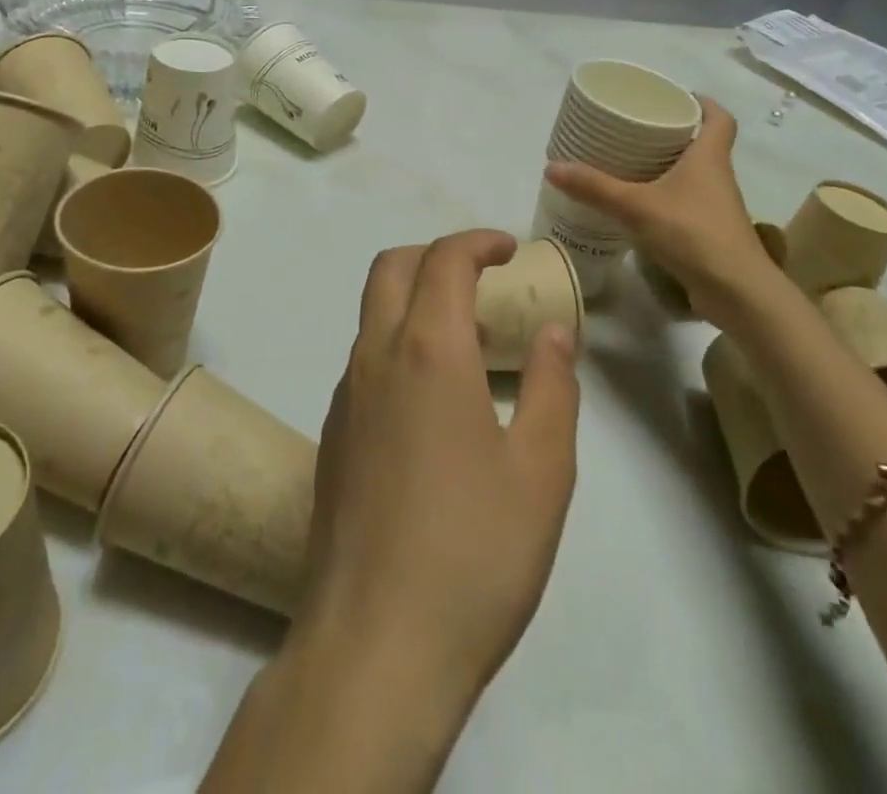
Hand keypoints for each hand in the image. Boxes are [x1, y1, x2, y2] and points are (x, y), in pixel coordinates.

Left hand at [298, 230, 579, 713]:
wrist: (374, 646)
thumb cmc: (474, 553)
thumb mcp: (542, 471)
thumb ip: (553, 387)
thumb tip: (553, 333)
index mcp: (428, 350)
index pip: (444, 259)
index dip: (478, 241)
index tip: (509, 249)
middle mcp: (375, 356)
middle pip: (392, 268)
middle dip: (437, 255)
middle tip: (483, 278)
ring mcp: (345, 396)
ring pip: (373, 312)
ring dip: (415, 300)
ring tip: (467, 338)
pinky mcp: (333, 435)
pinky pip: (364, 360)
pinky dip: (398, 344)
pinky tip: (433, 400)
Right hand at [545, 97, 782, 322]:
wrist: (737, 292)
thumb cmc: (693, 233)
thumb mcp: (636, 206)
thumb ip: (594, 188)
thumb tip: (552, 167)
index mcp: (708, 157)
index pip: (719, 118)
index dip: (702, 103)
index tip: (675, 96)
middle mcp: (717, 177)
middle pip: (702, 143)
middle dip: (673, 132)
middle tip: (636, 127)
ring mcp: (715, 207)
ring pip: (693, 174)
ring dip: (667, 166)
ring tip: (629, 162)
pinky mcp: (708, 232)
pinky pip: (685, 202)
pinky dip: (664, 197)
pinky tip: (637, 205)